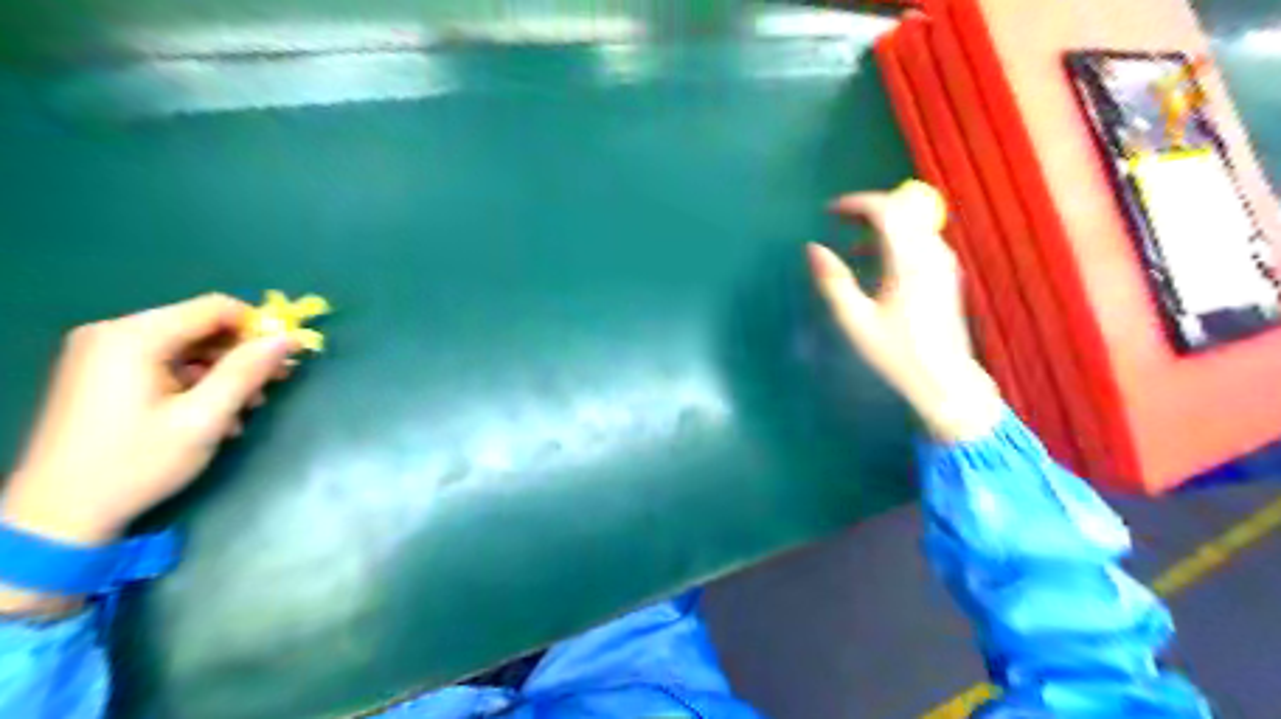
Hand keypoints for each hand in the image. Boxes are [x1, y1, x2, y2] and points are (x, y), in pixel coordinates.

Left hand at [3, 295, 297, 546]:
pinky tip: (214, 414)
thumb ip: (247, 371)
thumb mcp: (203, 418)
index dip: (259, 327)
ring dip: (225, 372)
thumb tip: (288, 338)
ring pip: (188, 346)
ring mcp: (104, 354)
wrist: (58, 515)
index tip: (286, 357)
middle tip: (273, 386)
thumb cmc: (136, 463)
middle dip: (243, 354)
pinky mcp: (103, 374)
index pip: (215, 308)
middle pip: (201, 326)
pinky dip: (198, 382)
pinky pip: (167, 363)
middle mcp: (114, 334)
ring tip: (246, 408)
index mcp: (134, 338)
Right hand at [810, 182, 1010, 443]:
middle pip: (902, 210)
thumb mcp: (855, 320)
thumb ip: (833, 281)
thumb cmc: (896, 353)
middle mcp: (931, 254)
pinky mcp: (946, 274)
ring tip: (852, 249)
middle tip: (838, 221)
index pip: (887, 210)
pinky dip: (894, 241)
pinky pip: (919, 241)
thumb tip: (812, 248)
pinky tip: (875, 266)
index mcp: (909, 262)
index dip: (855, 203)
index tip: (828, 211)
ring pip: (912, 225)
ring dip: (880, 226)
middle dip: (867, 210)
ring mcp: (943, 263)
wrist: (944, 379)